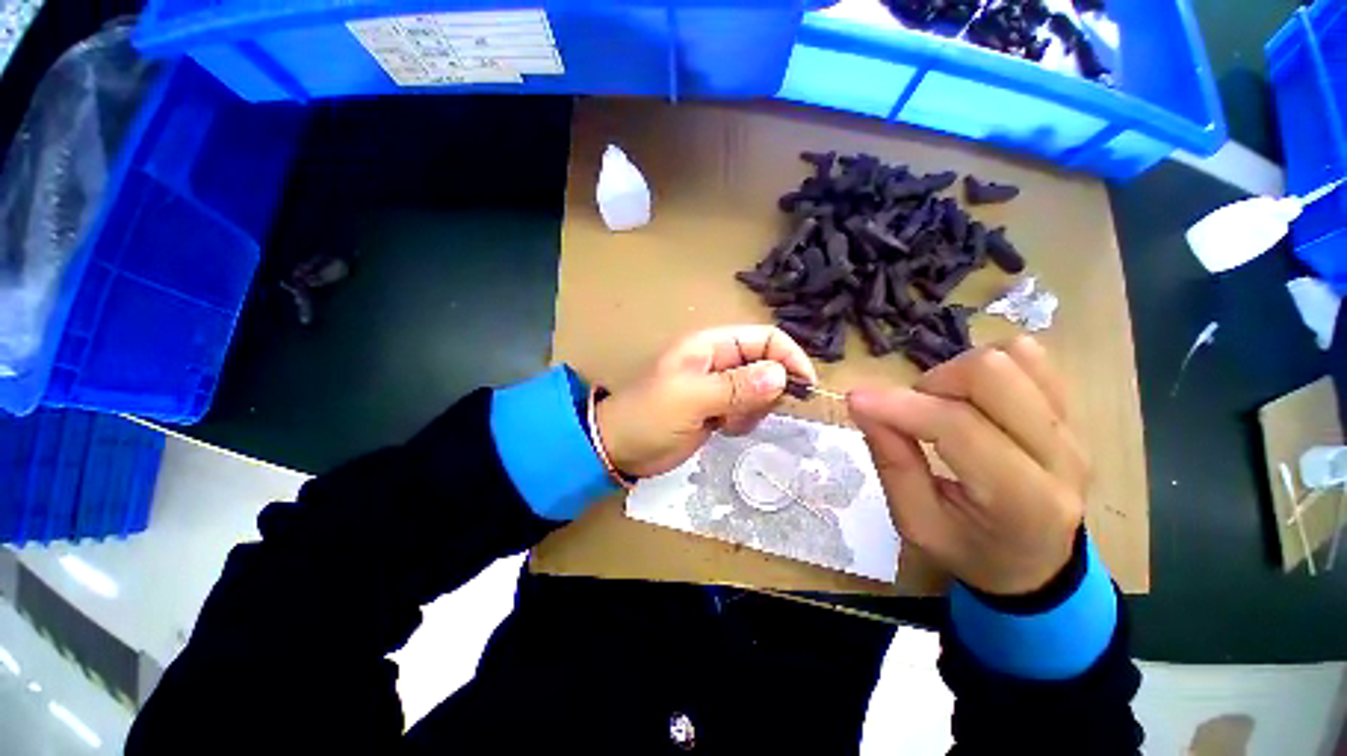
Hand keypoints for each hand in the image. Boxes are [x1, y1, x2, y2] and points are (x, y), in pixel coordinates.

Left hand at [595, 325, 817, 477]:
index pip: (763, 338)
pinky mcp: (719, 409)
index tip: (805, 386)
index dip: (788, 356)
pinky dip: (744, 421)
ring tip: (726, 421)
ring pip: (761, 390)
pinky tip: (723, 429)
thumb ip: (735, 387)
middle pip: (767, 364)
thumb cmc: (649, 417)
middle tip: (745, 411)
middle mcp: (720, 361)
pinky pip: (749, 410)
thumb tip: (781, 375)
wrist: (621, 449)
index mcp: (711, 346)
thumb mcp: (690, 399)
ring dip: (754, 409)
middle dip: (767, 390)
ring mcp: (720, 387)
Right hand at [848, 337, 1088, 595]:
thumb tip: (862, 405)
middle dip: (934, 383)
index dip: (899, 406)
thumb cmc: (970, 550)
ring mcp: (1073, 428)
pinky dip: (987, 367)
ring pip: (1013, 356)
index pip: (958, 426)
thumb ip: (892, 463)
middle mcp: (1060, 456)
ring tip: (943, 406)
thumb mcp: (917, 523)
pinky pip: (1031, 358)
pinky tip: (970, 397)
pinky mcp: (1071, 412)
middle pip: (993, 373)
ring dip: (958, 374)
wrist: (1036, 564)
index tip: (855, 399)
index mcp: (1022, 499)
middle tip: (915, 412)